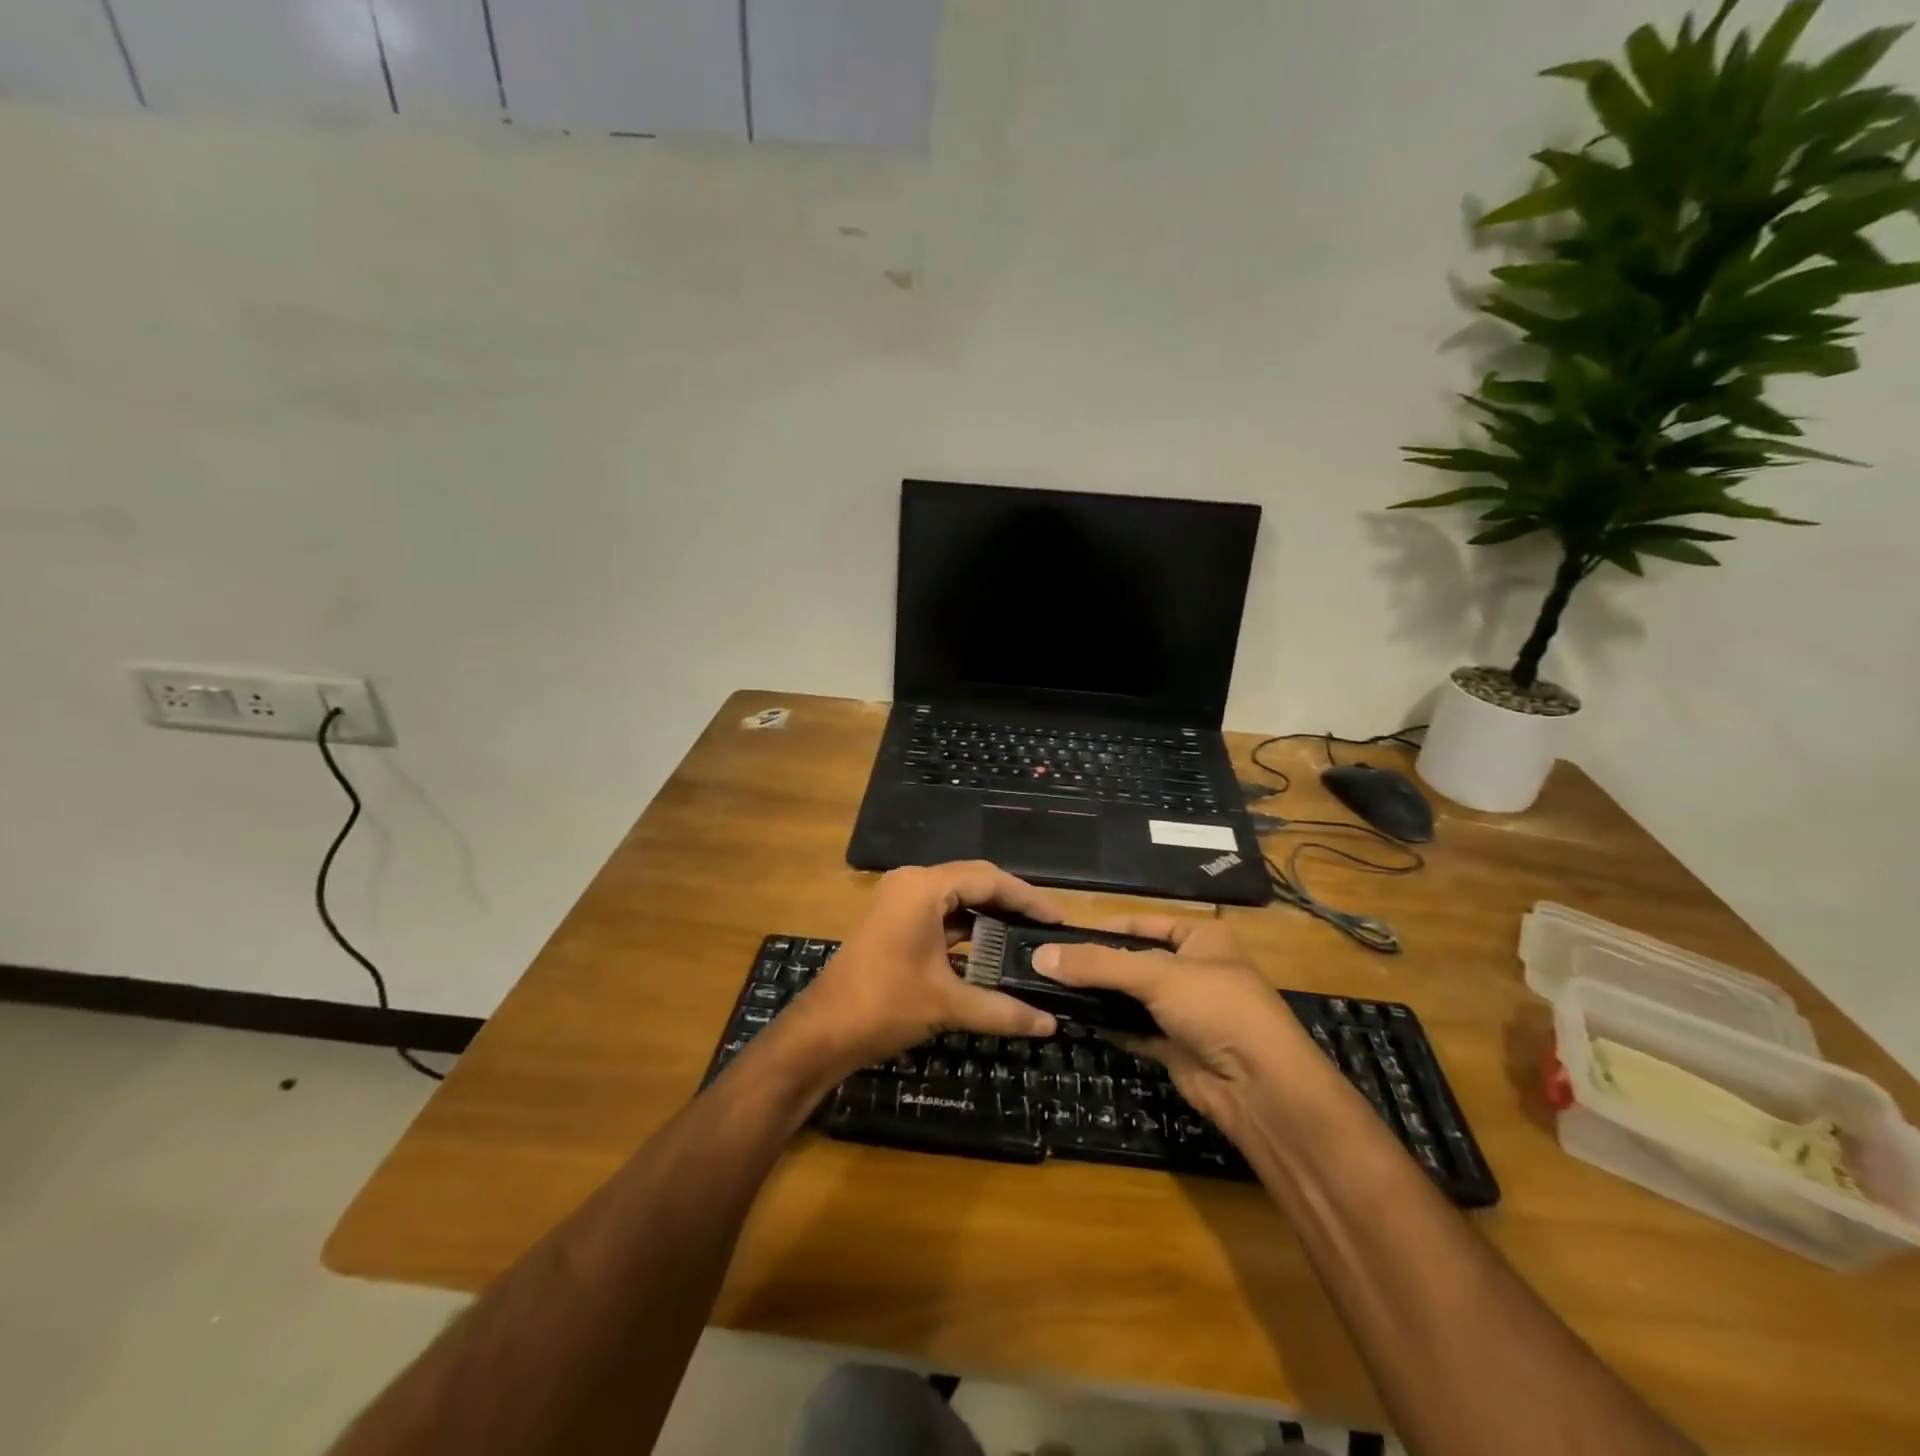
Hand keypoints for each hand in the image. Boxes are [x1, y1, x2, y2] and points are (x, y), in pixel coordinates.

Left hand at [770, 862, 1063, 1084]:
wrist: (821, 1033)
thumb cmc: (883, 1007)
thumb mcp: (947, 1006)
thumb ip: (1003, 1011)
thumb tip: (1051, 1025)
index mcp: (923, 888)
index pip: (988, 879)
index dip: (1027, 898)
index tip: (1059, 919)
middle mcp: (911, 883)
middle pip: (974, 881)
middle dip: (1011, 903)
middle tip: (1047, 927)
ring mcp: (899, 900)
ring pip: (957, 898)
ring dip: (989, 916)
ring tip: (1027, 937)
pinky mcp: (894, 921)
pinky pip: (940, 914)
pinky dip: (967, 929)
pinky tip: (993, 950)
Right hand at [1033, 918, 1328, 1140]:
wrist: (1261, 1087)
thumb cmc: (1216, 1008)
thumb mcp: (1156, 974)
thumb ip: (1098, 964)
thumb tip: (1040, 956)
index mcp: (1201, 938)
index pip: (1143, 923)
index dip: (1104, 928)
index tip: (1060, 935)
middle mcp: (1194, 970)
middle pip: (1135, 961)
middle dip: (1097, 965)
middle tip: (1048, 965)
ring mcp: (1186, 1011)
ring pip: (1133, 997)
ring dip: (1101, 997)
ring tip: (1053, 991)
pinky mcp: (1177, 1047)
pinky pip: (1136, 1030)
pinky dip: (1111, 1026)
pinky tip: (1078, 1020)